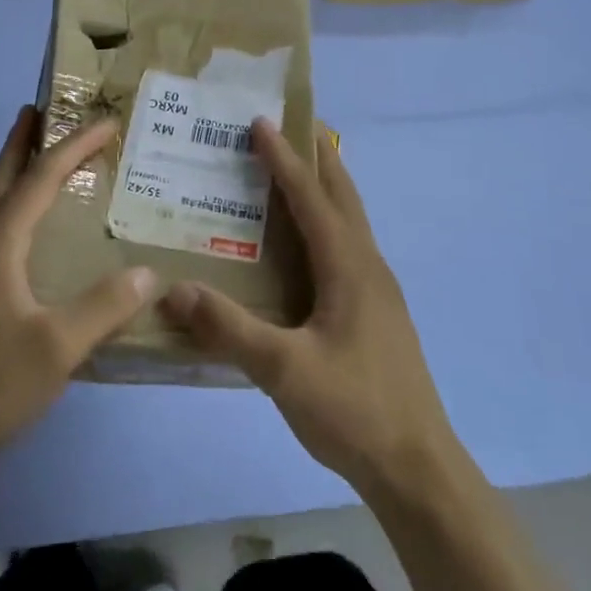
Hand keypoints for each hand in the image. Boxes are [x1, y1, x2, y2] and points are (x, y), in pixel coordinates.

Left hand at [0, 107, 157, 466]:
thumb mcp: (59, 346)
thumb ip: (105, 306)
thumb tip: (147, 273)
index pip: (38, 180)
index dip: (73, 148)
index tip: (105, 124)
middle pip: (0, 179)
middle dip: (22, 142)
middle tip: (42, 110)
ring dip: (15, 173)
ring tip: (40, 158)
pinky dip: (14, 208)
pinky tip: (32, 231)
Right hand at [162, 119, 454, 499]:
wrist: (417, 469)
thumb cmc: (354, 410)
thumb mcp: (284, 371)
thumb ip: (229, 329)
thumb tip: (173, 290)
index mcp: (349, 268)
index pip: (311, 198)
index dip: (284, 158)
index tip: (260, 122)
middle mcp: (368, 267)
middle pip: (343, 196)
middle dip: (318, 156)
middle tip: (290, 125)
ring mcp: (377, 291)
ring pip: (350, 221)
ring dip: (326, 187)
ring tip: (297, 169)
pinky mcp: (376, 313)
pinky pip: (348, 247)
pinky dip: (327, 223)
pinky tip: (307, 244)